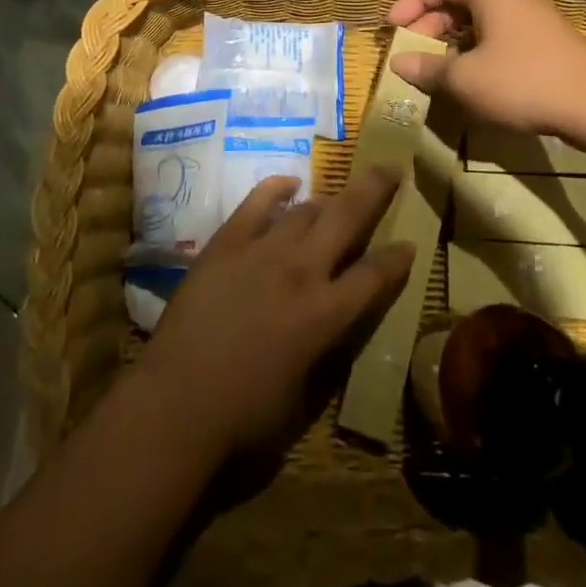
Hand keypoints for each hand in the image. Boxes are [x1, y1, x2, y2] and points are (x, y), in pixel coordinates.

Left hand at [137, 168, 414, 467]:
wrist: (176, 403)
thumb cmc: (244, 418)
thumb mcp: (303, 397)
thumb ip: (324, 353)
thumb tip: (331, 328)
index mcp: (326, 315)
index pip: (374, 276)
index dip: (396, 258)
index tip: (409, 242)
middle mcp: (302, 271)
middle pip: (347, 217)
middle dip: (373, 190)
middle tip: (389, 169)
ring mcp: (263, 250)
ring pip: (306, 210)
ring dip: (326, 202)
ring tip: (335, 198)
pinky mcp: (227, 241)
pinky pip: (257, 202)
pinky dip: (276, 188)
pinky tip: (289, 183)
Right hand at [387, 0, 585, 136]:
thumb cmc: (523, 81)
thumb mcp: (465, 79)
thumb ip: (428, 68)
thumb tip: (398, 63)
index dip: (412, 2)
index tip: (394, 28)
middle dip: (430, 23)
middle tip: (413, 50)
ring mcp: (531, 16)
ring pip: (480, 18)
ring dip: (453, 38)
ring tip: (437, 66)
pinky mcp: (545, 40)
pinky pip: (499, 33)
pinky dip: (477, 48)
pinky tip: (472, 76)